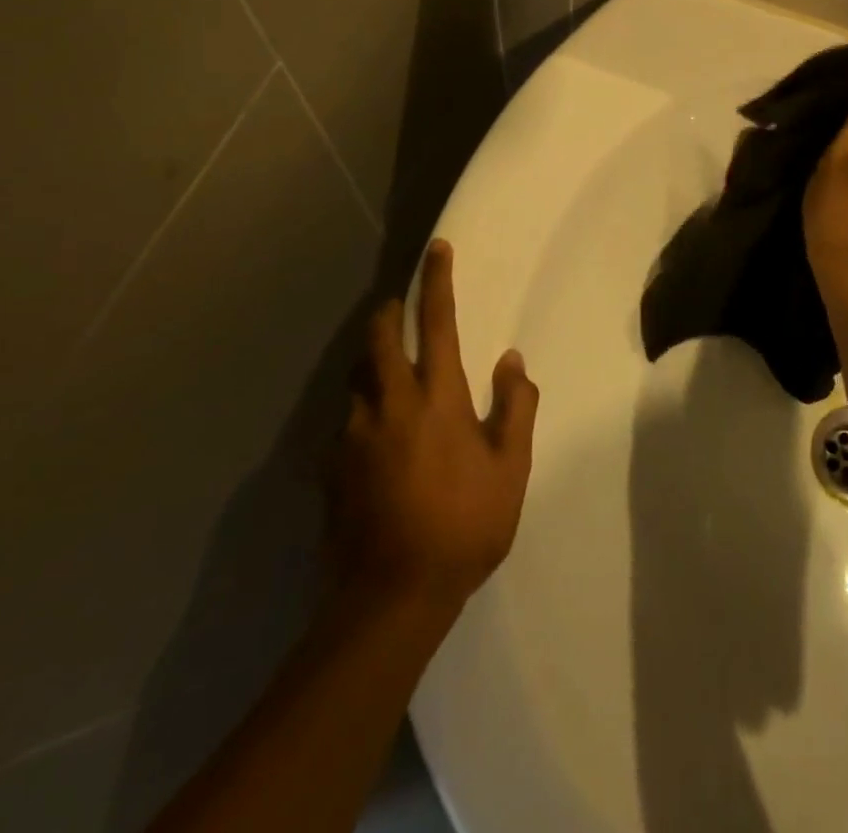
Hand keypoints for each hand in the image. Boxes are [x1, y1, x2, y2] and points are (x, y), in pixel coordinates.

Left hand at [329, 241, 538, 616]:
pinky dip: (362, 409)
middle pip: (379, 337)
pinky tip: (375, 435)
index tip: (436, 249)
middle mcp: (388, 403)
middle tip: (400, 308)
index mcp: (436, 398)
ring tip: (390, 374)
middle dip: (390, 313)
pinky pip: (347, 419)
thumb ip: (515, 407)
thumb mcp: (510, 469)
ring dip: (372, 362)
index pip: (437, 322)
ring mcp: (353, 434)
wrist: (391, 597)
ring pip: (357, 376)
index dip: (437, 281)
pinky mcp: (331, 466)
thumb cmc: (464, 526)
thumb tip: (510, 360)